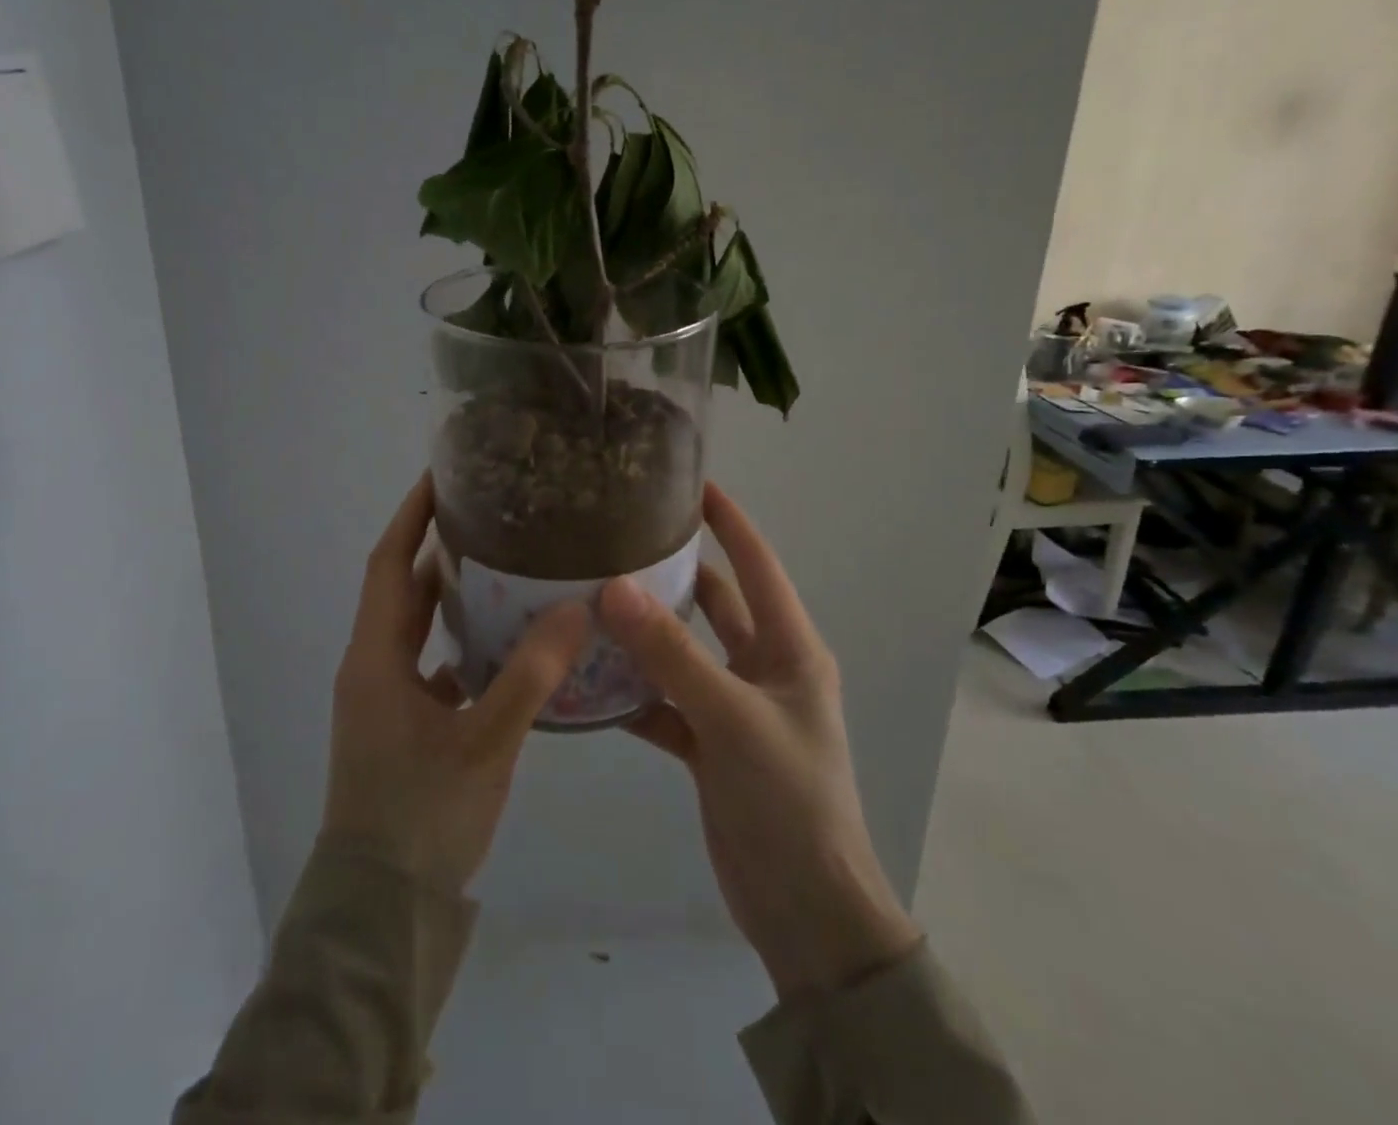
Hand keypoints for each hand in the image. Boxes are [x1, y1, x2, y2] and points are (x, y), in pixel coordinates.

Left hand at [321, 472, 589, 894]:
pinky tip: (509, 642)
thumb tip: (575, 607)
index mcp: (376, 658)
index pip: (389, 563)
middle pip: (403, 589)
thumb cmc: (421, 818)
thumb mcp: (484, 743)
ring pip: (419, 628)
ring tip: (508, 565)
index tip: (443, 476)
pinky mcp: (402, 725)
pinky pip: (432, 664)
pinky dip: (463, 643)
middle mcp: (373, 668)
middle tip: (493, 515)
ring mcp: (385, 698)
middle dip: (439, 548)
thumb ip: (531, 675)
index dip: (412, 517)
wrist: (380, 913)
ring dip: (453, 596)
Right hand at [601, 483, 922, 999]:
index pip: (758, 565)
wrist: (806, 912)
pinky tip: (591, 683)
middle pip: (716, 605)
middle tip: (620, 542)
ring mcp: (735, 709)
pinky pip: (667, 705)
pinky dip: (636, 694)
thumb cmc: (788, 799)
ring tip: (592, 602)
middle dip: (674, 574)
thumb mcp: (731, 718)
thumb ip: (671, 655)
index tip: (691, 484)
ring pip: (685, 655)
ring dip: (647, 635)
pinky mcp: (711, 747)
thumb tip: (613, 588)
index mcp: (790, 649)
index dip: (729, 522)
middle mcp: (764, 669)